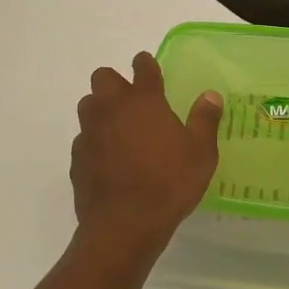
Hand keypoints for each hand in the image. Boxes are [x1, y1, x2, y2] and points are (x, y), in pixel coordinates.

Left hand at [72, 52, 222, 252]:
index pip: (142, 67)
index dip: (146, 64)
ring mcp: (90, 132)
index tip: (149, 67)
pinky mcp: (77, 157)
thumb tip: (210, 96)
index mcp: (144, 101)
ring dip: (100, 109)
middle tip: (132, 100)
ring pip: (88, 105)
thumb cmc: (169, 183)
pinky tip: (108, 158)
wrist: (124, 224)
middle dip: (115, 82)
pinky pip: (83, 138)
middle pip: (103, 77)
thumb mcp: (201, 153)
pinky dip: (94, 141)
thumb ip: (204, 120)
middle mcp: (112, 108)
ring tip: (118, 127)